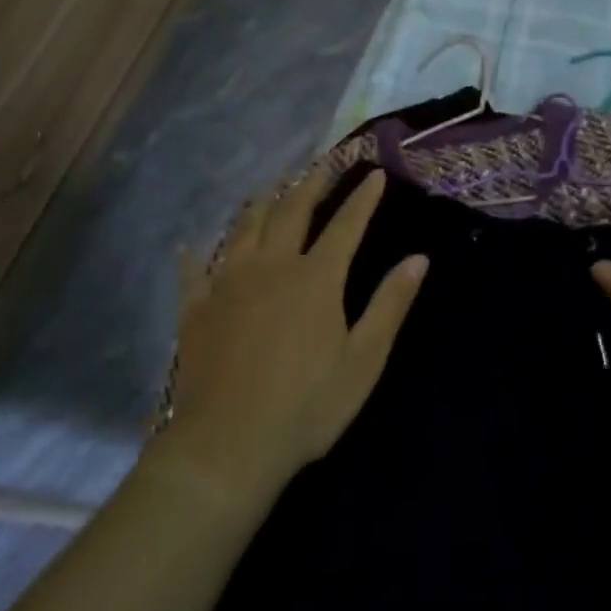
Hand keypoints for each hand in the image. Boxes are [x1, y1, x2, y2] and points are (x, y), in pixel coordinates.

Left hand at [163, 168, 425, 504]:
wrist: (226, 446)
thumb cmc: (306, 406)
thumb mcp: (363, 360)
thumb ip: (390, 304)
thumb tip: (419, 259)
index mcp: (316, 277)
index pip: (346, 224)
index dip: (363, 198)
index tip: (374, 174)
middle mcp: (272, 266)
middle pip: (292, 211)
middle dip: (312, 184)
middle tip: (323, 164)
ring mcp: (229, 284)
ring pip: (245, 229)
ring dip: (262, 204)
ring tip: (271, 188)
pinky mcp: (197, 309)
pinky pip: (194, 271)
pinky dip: (195, 255)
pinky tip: (191, 245)